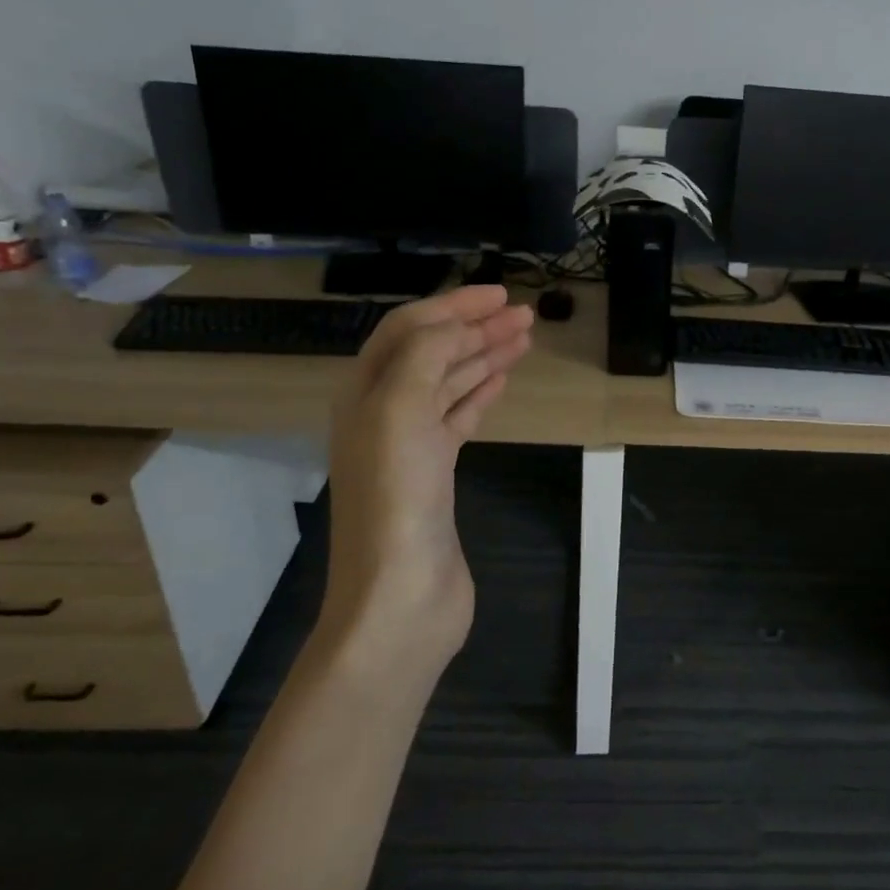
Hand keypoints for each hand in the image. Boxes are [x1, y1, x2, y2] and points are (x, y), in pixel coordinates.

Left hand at [322, 285, 533, 677]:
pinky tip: (502, 381)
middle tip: (524, 315)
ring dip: (484, 356)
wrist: (400, 595)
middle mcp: (383, 412)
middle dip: (476, 328)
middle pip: (432, 353)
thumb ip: (426, 357)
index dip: (452, 306)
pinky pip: (459, 419)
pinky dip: (480, 394)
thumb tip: (455, 328)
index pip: (409, 330)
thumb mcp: (401, 411)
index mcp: (365, 392)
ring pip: (450, 383)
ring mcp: (410, 445)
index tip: (500, 295)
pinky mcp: (436, 474)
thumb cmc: (396, 499)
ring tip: (525, 339)